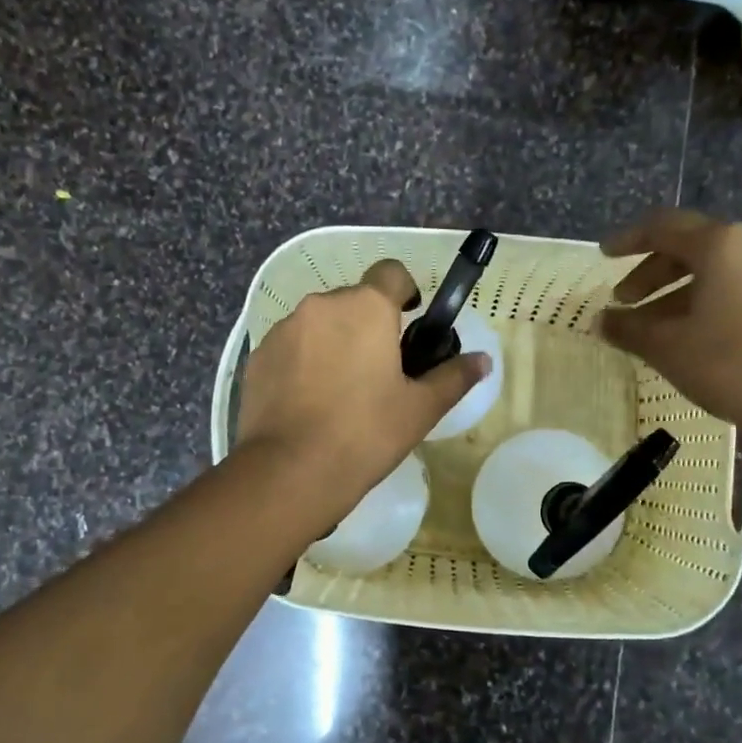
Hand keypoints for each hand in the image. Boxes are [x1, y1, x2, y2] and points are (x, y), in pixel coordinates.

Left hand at [236, 259, 491, 519]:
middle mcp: (321, 305)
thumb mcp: (420, 409)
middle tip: (380, 372)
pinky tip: (309, 404)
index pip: (391, 272)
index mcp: (365, 307)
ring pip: (319, 324)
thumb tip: (483, 360)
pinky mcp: (257, 357)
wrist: (290, 470)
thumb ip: (453, 377)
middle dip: (368, 325)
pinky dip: (303, 363)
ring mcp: (283, 329)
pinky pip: (291, 348)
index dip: (405, 291)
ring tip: (341, 392)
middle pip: (354, 301)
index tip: (409, 323)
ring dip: (334, 343)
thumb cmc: (366, 433)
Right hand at [598, 209, 741, 464]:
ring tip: (652, 326)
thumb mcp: (668, 347)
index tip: (604, 256)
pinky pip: (739, 284)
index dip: (629, 240)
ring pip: (717, 269)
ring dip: (678, 291)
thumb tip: (601, 321)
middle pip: (691, 246)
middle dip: (652, 274)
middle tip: (624, 302)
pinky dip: (707, 299)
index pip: (664, 227)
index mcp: (722, 244)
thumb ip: (630, 328)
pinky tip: (691, 333)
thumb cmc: (732, 363)